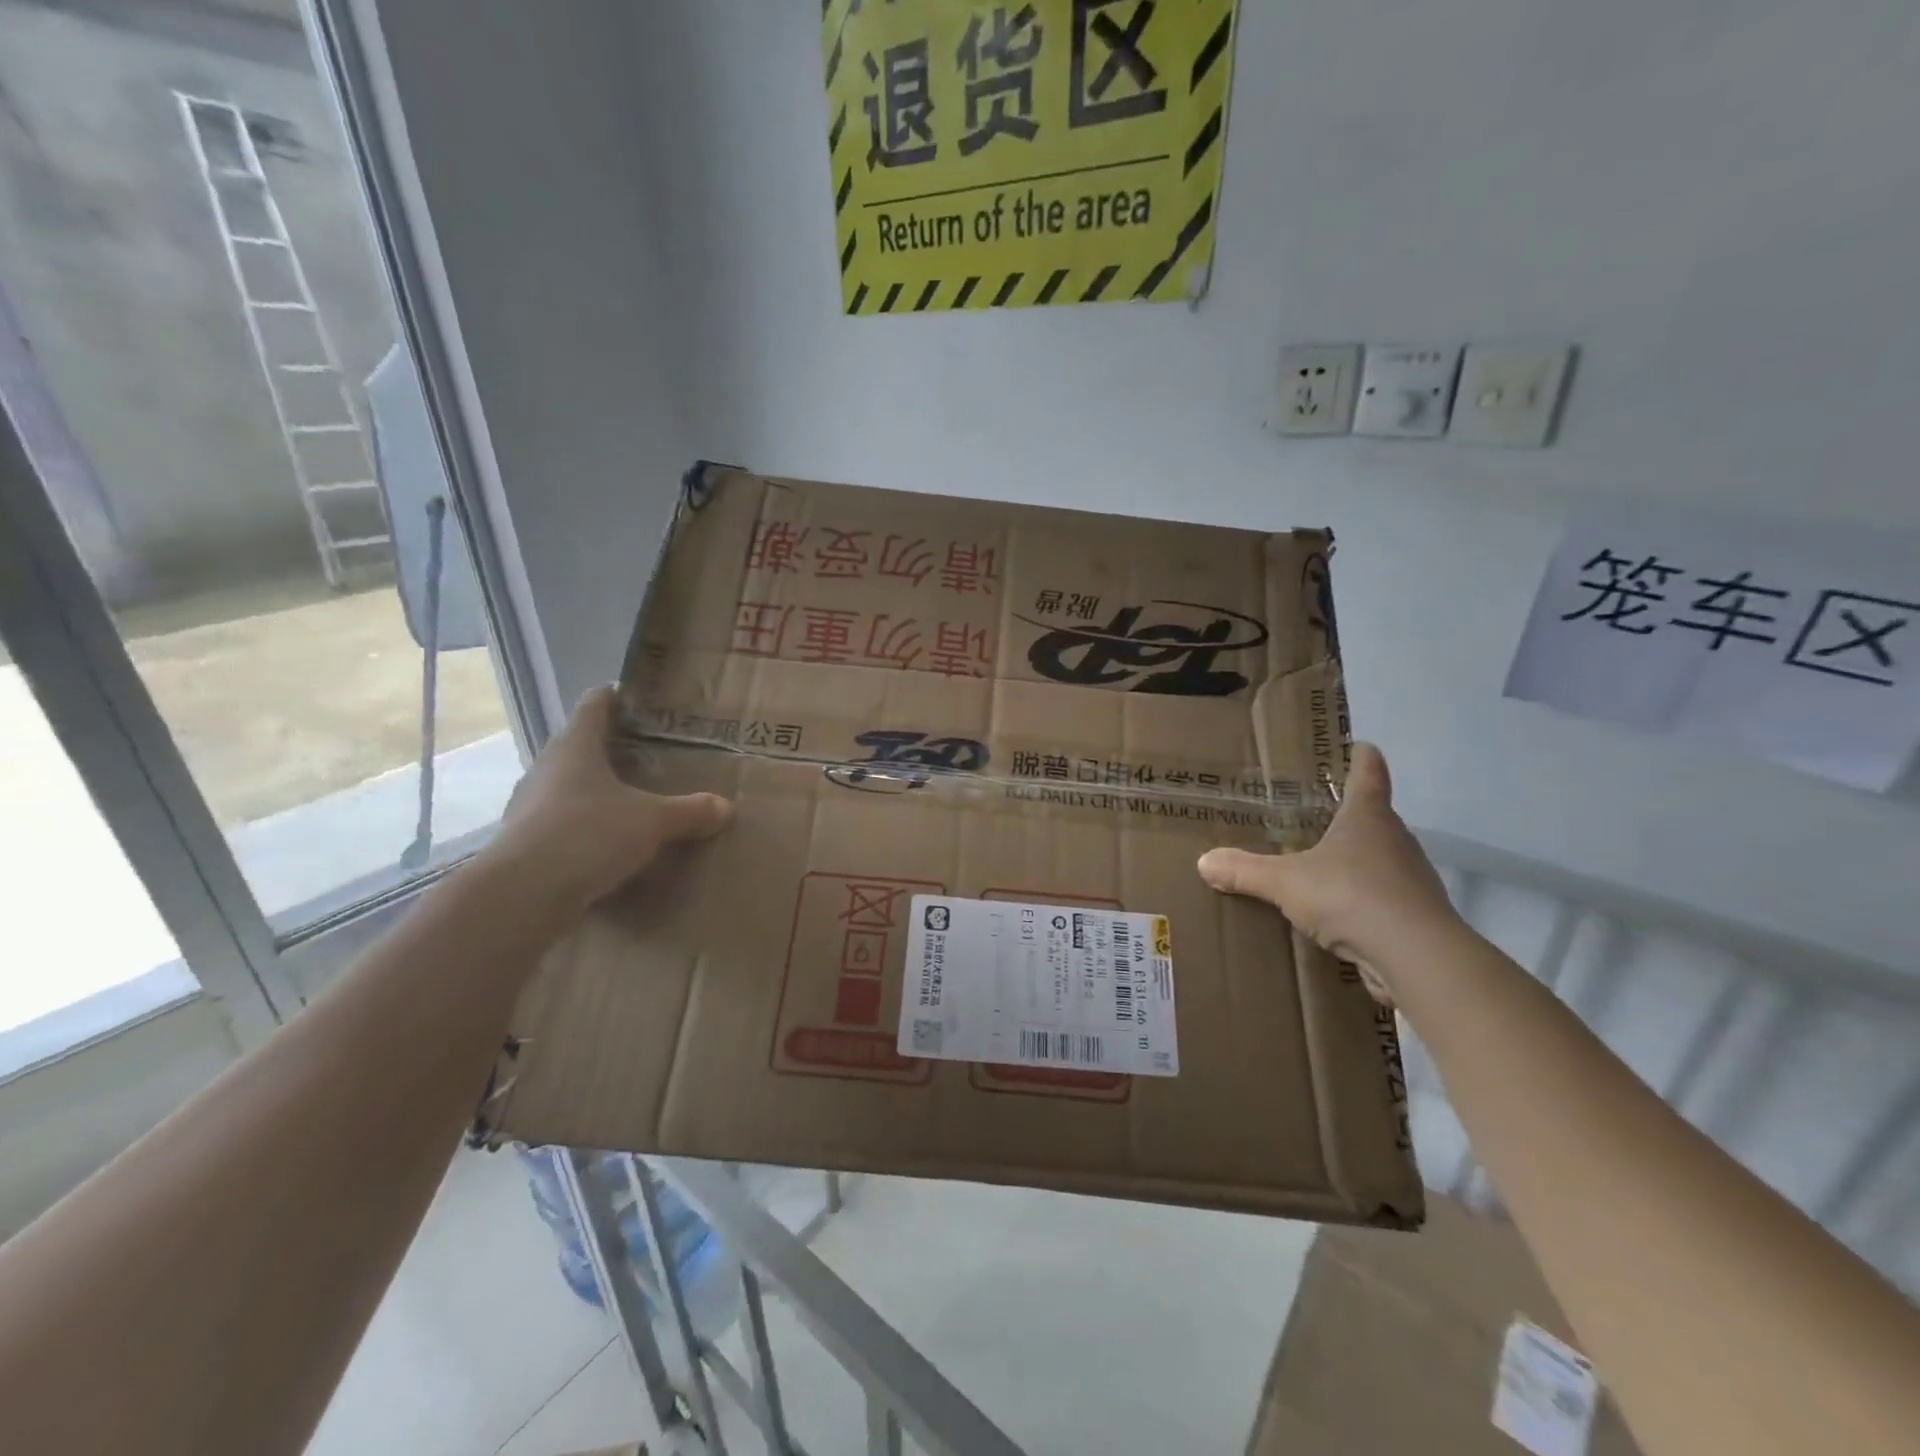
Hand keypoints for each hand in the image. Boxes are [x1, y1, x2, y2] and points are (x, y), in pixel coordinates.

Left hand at [487, 686, 732, 911]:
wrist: (523, 895)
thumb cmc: (588, 834)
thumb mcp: (652, 821)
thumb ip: (690, 811)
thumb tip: (726, 806)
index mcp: (575, 746)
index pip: (594, 705)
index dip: (615, 697)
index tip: (637, 699)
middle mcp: (547, 767)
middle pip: (579, 745)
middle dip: (610, 748)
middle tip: (648, 754)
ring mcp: (530, 805)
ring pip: (568, 785)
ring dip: (595, 789)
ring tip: (631, 799)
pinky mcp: (525, 841)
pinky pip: (562, 822)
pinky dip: (584, 826)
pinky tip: (608, 842)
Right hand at [1196, 744, 1457, 988]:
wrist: (1417, 957)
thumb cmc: (1351, 896)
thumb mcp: (1285, 882)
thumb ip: (1245, 871)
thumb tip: (1204, 861)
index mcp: (1367, 817)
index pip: (1369, 773)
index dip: (1362, 757)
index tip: (1359, 746)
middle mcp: (1396, 840)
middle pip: (1375, 817)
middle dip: (1349, 816)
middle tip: (1315, 817)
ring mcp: (1412, 878)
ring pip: (1381, 859)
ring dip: (1356, 862)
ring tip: (1321, 869)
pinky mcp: (1416, 916)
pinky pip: (1384, 899)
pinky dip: (1363, 901)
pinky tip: (1338, 916)